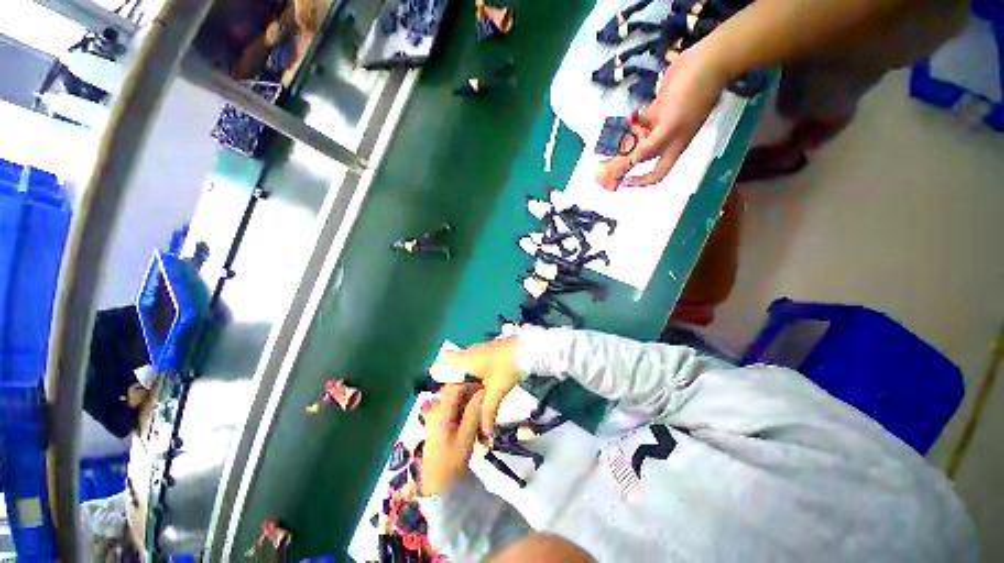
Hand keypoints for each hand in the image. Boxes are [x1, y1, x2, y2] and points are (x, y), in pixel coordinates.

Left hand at [421, 384, 484, 495]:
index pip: (455, 386)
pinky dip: (465, 411)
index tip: (485, 386)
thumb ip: (474, 412)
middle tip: (486, 401)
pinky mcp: (439, 422)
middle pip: (455, 392)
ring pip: (456, 400)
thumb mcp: (466, 437)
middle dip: (471, 393)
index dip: (470, 383)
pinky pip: (454, 409)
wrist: (437, 485)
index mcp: (441, 411)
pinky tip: (474, 421)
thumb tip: (482, 391)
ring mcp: (436, 416)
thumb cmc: (451, 462)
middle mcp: (436, 409)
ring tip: (482, 413)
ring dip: (469, 403)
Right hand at [440, 336, 519, 437]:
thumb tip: (483, 436)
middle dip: (455, 381)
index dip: (439, 373)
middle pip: (455, 364)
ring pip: (467, 363)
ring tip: (469, 396)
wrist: (529, 349)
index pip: (444, 359)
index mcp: (466, 359)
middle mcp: (470, 351)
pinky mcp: (490, 351)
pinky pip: (476, 362)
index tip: (443, 390)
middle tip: (457, 399)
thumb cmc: (508, 367)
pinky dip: (476, 373)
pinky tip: (483, 386)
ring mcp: (481, 349)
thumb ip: (487, 412)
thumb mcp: (497, 391)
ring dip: (466, 378)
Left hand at [617, 46, 730, 187]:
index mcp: (672, 148)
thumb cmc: (692, 96)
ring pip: (639, 140)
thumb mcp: (671, 126)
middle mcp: (666, 139)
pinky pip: (640, 122)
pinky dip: (631, 123)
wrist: (705, 62)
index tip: (623, 182)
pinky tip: (622, 122)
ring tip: (608, 144)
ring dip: (625, 142)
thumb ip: (651, 146)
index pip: (656, 174)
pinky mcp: (658, 108)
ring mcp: (662, 124)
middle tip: (605, 162)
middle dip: (625, 161)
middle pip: (642, 157)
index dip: (641, 182)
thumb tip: (633, 162)